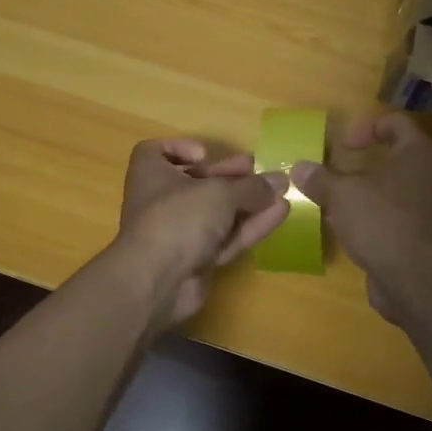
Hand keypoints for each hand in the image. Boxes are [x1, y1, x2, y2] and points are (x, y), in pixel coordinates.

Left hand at [115, 139, 288, 328]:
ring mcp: (178, 233)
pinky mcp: (195, 259)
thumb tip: (279, 180)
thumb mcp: (220, 193)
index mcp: (151, 173)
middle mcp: (160, 201)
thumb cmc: (178, 218)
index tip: (206, 155)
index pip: (156, 152)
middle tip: (256, 169)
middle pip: (196, 182)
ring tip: (280, 190)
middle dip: (228, 176)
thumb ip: (251, 187)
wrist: (157, 281)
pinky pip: (224, 237)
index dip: (181, 149)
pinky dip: (249, 225)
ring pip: (215, 213)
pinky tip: (279, 213)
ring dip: (246, 202)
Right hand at [289, 113, 431, 329]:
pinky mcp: (415, 237)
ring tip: (330, 201)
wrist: (416, 279)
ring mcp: (423, 208)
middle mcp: (425, 176)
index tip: (344, 144)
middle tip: (332, 171)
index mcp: (415, 153)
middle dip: (359, 164)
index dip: (369, 127)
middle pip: (392, 158)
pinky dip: (366, 218)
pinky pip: (388, 217)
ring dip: (360, 193)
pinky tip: (341, 228)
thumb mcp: (342, 194)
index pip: (397, 123)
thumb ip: (320, 178)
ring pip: (388, 190)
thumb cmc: (382, 221)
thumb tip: (299, 167)